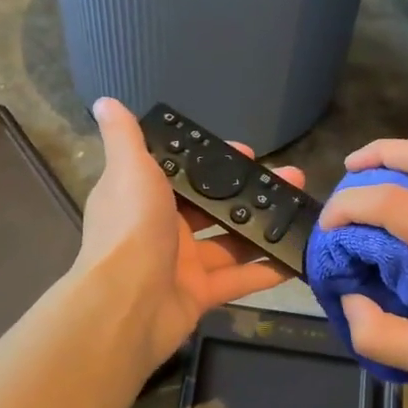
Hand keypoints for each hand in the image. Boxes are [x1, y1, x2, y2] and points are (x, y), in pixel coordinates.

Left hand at [77, 98, 305, 372]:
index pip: (185, 172)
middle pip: (214, 205)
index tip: (248, 152)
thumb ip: (124, 137)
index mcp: (145, 196)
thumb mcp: (129, 170)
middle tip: (289, 178)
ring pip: (231, 241)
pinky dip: (266, 270)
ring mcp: (183, 263)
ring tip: (301, 209)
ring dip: (264, 226)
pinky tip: (298, 256)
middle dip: (249, 192)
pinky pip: (238, 279)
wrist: (124, 305)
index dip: (215, 162)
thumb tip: (106, 101)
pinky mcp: (200, 294)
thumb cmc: (131, 229)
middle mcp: (163, 227)